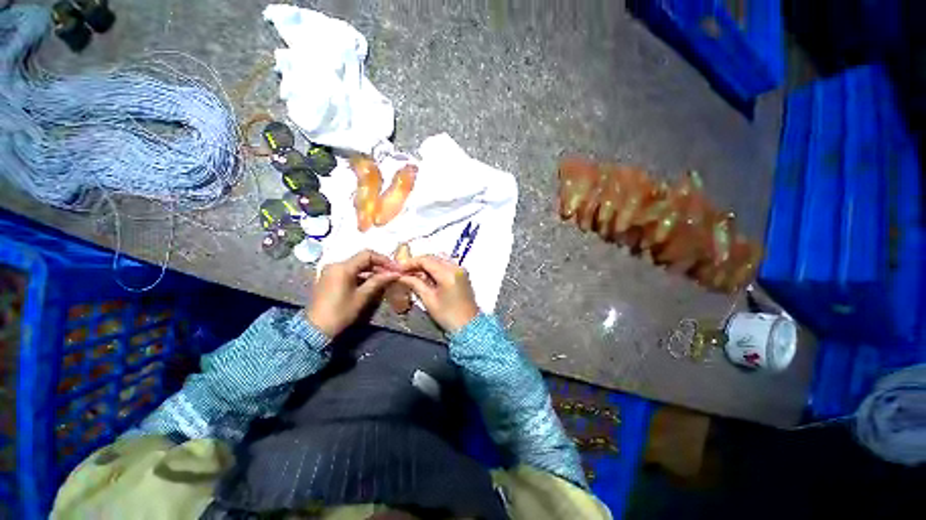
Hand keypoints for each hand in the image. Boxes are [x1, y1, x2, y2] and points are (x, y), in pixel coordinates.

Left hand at [307, 250, 399, 336]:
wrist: (316, 329)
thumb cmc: (341, 312)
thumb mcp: (362, 296)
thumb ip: (378, 281)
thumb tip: (395, 274)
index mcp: (343, 267)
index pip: (368, 255)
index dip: (384, 260)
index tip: (395, 268)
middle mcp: (335, 264)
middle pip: (361, 259)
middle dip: (378, 265)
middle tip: (392, 273)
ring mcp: (330, 271)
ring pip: (356, 265)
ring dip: (371, 270)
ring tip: (384, 278)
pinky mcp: (329, 278)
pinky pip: (349, 271)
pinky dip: (361, 275)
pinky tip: (371, 282)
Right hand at [398, 255, 479, 332]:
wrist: (468, 325)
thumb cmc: (448, 315)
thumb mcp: (428, 300)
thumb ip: (415, 283)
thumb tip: (402, 276)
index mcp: (448, 274)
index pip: (426, 260)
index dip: (411, 262)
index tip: (399, 268)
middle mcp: (456, 267)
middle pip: (433, 258)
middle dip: (418, 263)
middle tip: (405, 272)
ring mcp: (461, 270)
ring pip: (439, 260)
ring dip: (427, 265)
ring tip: (414, 275)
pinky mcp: (462, 274)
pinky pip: (446, 265)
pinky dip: (436, 268)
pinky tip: (427, 277)